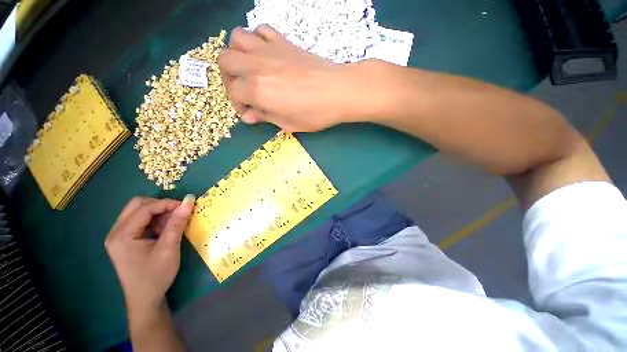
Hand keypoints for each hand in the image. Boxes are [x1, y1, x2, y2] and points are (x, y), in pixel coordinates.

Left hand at [105, 195, 194, 310]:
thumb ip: (177, 223)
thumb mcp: (169, 249)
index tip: (186, 206)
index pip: (144, 208)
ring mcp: (118, 237)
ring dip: (158, 213)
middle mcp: (115, 232)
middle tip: (178, 213)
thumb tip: (189, 202)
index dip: (167, 203)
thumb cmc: (155, 276)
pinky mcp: (124, 241)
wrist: (145, 300)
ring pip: (138, 212)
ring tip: (173, 223)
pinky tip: (164, 230)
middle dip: (160, 205)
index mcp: (122, 236)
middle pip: (137, 205)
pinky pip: (140, 221)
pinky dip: (154, 221)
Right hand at [218, 25, 378, 131]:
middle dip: (229, 78)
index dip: (238, 105)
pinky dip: (256, 39)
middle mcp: (257, 65)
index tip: (250, 112)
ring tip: (249, 69)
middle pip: (225, 61)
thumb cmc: (315, 113)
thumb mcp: (288, 124)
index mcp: (257, 90)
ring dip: (237, 53)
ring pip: (237, 38)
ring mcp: (269, 49)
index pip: (233, 93)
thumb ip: (265, 117)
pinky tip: (265, 53)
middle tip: (242, 90)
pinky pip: (261, 29)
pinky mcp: (283, 41)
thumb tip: (249, 117)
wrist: (338, 91)